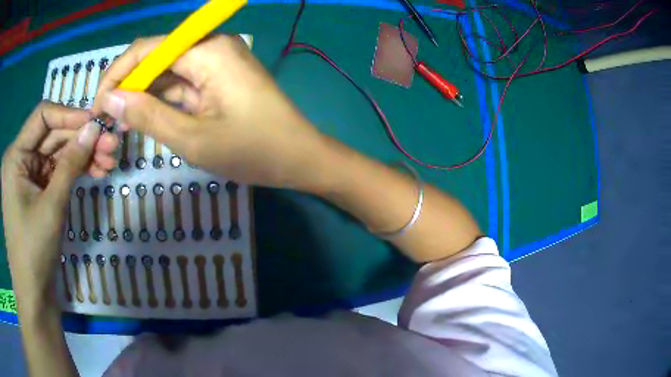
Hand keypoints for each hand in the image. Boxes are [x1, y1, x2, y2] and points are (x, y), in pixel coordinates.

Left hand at [1, 103, 104, 305]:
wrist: (34, 295)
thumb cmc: (33, 251)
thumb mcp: (51, 206)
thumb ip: (70, 163)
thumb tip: (95, 129)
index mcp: (16, 155)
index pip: (43, 117)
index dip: (69, 115)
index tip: (96, 122)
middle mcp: (21, 159)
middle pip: (53, 136)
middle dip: (81, 139)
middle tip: (112, 144)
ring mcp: (29, 175)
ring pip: (58, 154)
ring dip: (82, 155)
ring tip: (110, 161)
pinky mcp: (38, 191)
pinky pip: (58, 172)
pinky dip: (76, 171)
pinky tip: (96, 172)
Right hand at [93, 34, 326, 187]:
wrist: (300, 158)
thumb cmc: (253, 151)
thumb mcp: (192, 139)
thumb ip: (147, 115)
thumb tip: (111, 100)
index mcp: (207, 50)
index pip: (147, 50)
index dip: (117, 75)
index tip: (98, 106)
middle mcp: (211, 46)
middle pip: (155, 58)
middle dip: (127, 87)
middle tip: (106, 121)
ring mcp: (216, 61)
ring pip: (166, 72)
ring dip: (142, 96)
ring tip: (120, 125)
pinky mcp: (219, 77)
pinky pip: (181, 83)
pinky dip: (161, 100)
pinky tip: (145, 119)